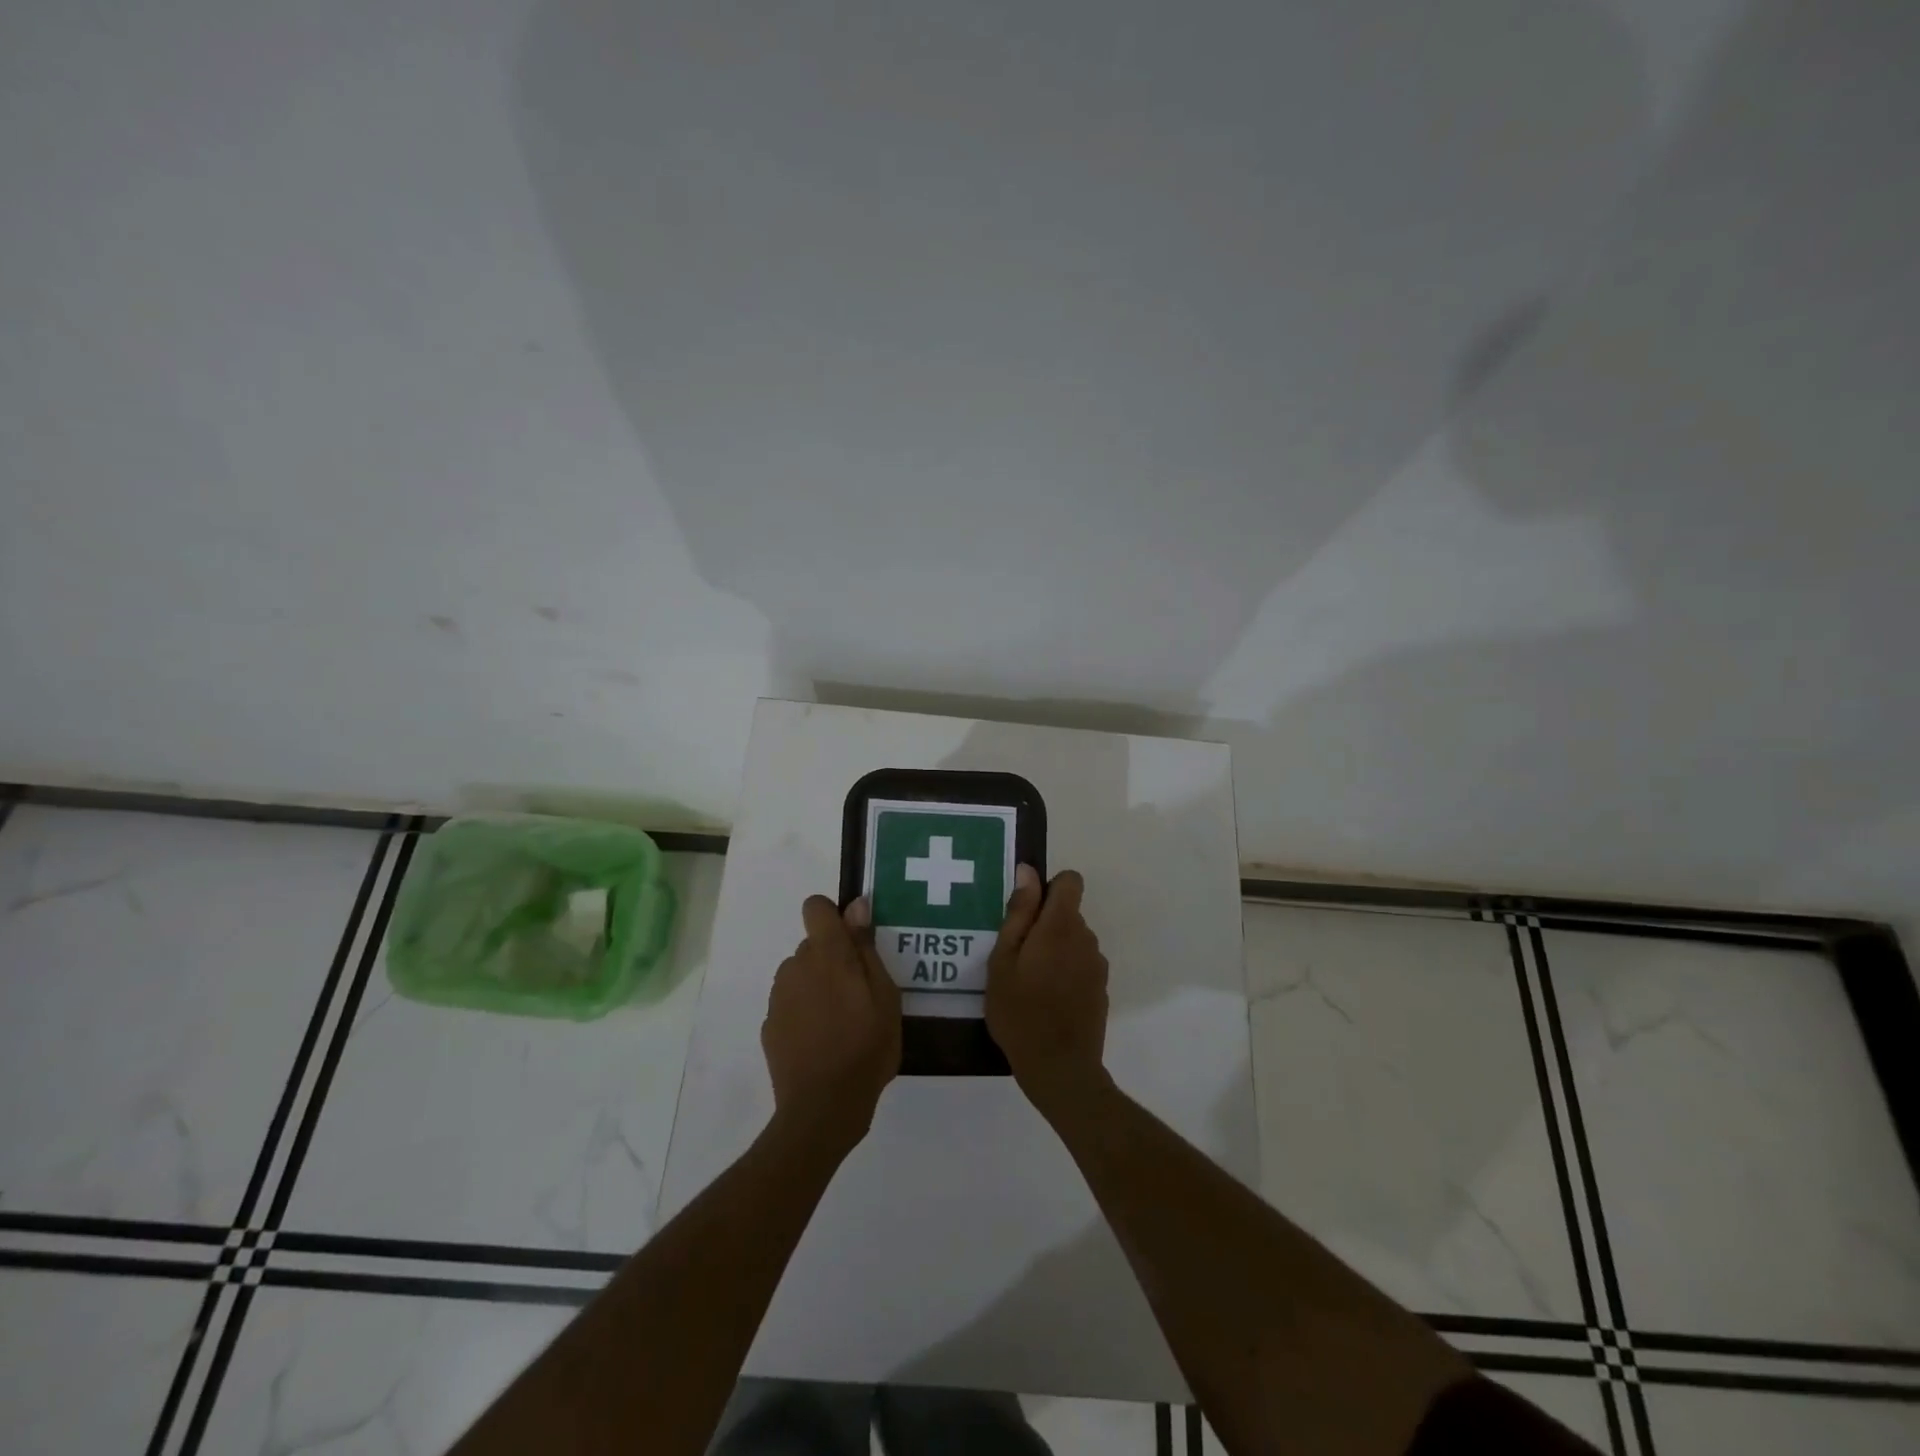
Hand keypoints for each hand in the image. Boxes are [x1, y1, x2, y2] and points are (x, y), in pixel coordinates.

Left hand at [762, 895, 901, 1154]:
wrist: (823, 1108)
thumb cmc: (866, 1047)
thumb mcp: (885, 996)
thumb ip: (866, 948)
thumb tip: (856, 906)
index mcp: (826, 954)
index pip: (816, 907)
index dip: (833, 917)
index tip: (853, 942)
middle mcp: (796, 966)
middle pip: (812, 945)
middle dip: (833, 959)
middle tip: (859, 994)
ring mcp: (778, 997)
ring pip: (801, 974)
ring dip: (817, 985)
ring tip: (841, 1022)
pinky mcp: (769, 1025)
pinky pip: (791, 1003)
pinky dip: (805, 1013)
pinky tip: (822, 1041)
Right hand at [985, 867, 1110, 1117]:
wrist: (1059, 1068)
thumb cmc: (1019, 1011)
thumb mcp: (1003, 960)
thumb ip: (1019, 913)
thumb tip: (1028, 872)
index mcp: (1061, 925)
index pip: (1070, 881)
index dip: (1048, 888)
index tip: (1026, 913)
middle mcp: (1086, 938)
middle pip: (1068, 913)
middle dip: (1044, 924)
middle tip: (1015, 956)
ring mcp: (1097, 965)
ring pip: (1073, 940)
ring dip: (1054, 949)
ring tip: (1027, 982)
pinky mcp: (1101, 989)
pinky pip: (1080, 965)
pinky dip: (1064, 972)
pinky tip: (1046, 1000)